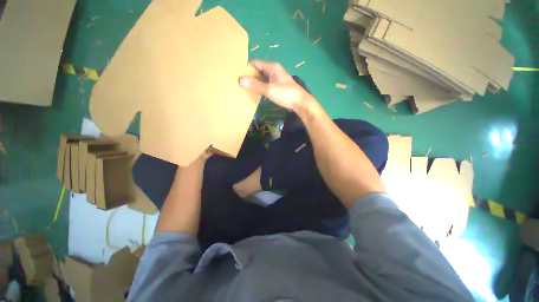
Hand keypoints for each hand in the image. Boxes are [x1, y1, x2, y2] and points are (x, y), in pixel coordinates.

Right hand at [239, 60, 312, 110]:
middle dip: (250, 75)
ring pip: (262, 78)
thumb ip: (255, 85)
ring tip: (245, 88)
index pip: (255, 63)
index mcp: (272, 67)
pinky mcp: (278, 86)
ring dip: (255, 82)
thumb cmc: (285, 93)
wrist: (300, 102)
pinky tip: (256, 92)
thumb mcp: (269, 89)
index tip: (237, 73)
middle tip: (239, 82)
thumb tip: (240, 79)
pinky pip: (267, 84)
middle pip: (259, 70)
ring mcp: (277, 78)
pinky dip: (261, 87)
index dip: (246, 67)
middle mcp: (274, 70)